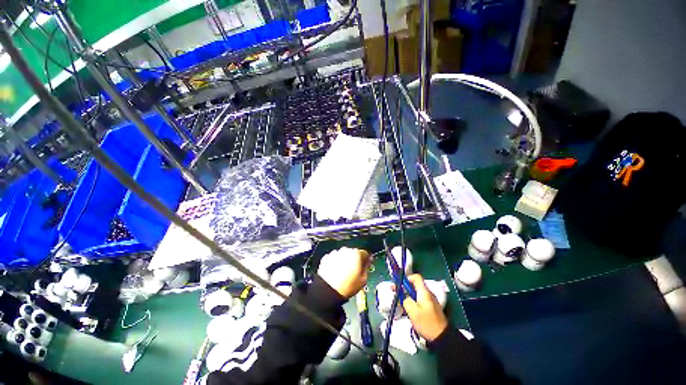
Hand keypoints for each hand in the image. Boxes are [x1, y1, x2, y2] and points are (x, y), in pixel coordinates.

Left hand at [317, 247, 370, 298]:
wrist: (328, 290)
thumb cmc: (348, 286)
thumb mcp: (363, 280)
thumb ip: (366, 268)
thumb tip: (367, 263)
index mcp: (356, 254)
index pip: (365, 253)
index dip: (366, 260)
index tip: (365, 266)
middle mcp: (345, 250)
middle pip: (353, 253)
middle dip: (354, 260)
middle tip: (354, 271)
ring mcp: (335, 253)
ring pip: (343, 255)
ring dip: (344, 261)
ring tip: (343, 273)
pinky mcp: (326, 257)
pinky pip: (334, 258)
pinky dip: (335, 263)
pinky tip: (335, 272)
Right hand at [403, 274, 448, 341]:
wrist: (442, 337)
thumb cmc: (427, 323)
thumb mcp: (413, 311)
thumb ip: (406, 300)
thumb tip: (405, 297)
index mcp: (424, 292)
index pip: (416, 277)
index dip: (407, 278)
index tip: (399, 283)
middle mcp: (427, 294)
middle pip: (414, 285)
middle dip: (404, 287)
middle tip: (394, 291)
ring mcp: (429, 302)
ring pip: (416, 294)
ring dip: (407, 295)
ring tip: (398, 301)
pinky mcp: (430, 309)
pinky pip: (419, 301)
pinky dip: (412, 301)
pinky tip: (406, 308)